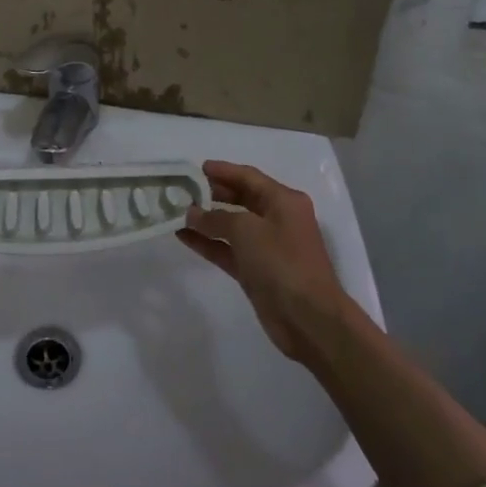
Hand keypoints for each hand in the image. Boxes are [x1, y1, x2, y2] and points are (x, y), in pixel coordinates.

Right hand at [176, 160, 353, 364]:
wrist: (308, 319)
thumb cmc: (282, 263)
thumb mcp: (247, 230)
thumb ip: (216, 217)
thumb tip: (192, 212)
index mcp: (284, 201)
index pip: (249, 177)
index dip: (223, 171)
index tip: (196, 168)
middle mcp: (277, 219)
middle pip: (241, 198)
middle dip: (213, 194)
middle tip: (183, 189)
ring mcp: (267, 247)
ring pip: (232, 225)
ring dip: (207, 219)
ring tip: (177, 211)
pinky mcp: (256, 271)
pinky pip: (228, 249)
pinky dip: (208, 242)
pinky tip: (183, 237)